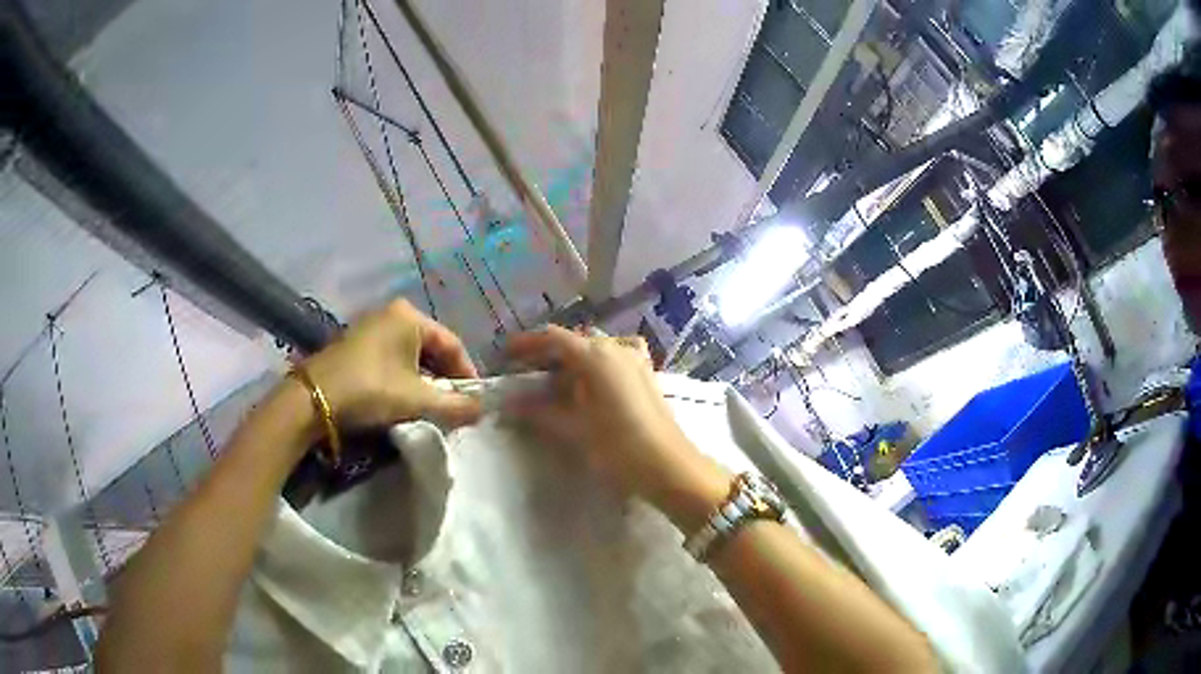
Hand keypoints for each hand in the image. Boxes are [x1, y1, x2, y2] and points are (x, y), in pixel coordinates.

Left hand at [301, 300, 481, 430]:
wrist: (313, 399)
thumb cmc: (371, 389)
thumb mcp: (417, 399)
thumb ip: (455, 405)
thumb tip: (482, 411)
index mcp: (410, 316)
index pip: (452, 343)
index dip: (467, 374)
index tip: (474, 402)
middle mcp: (391, 313)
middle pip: (431, 348)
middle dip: (445, 379)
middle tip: (453, 407)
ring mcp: (371, 326)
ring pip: (410, 355)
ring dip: (424, 381)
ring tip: (430, 407)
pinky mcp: (356, 344)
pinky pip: (391, 358)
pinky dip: (403, 378)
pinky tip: (403, 399)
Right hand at [505, 326, 722, 510]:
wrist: (670, 467)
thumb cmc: (618, 447)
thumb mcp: (574, 429)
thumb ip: (539, 411)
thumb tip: (509, 403)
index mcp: (596, 356)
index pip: (553, 338)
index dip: (527, 344)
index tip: (506, 355)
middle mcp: (617, 348)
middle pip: (574, 343)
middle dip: (547, 356)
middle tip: (525, 374)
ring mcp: (636, 359)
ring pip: (595, 351)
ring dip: (571, 362)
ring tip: (553, 384)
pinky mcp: (646, 374)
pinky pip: (614, 359)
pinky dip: (594, 367)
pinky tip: (589, 386)